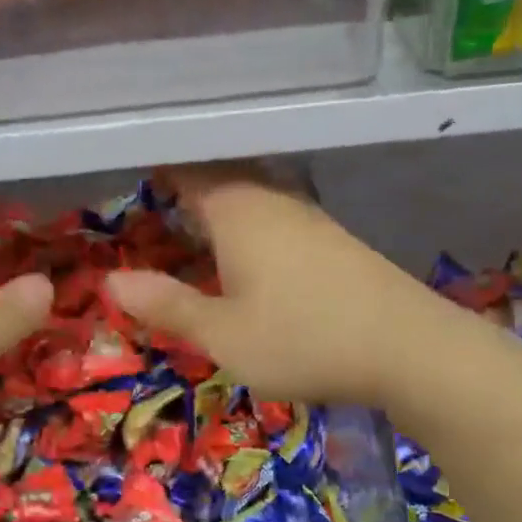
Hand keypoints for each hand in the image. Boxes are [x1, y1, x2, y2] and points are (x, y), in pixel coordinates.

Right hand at [105, 166, 434, 408]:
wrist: (410, 349)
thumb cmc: (303, 339)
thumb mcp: (223, 335)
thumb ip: (168, 305)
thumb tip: (111, 281)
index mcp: (238, 211)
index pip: (188, 172)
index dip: (158, 173)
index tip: (130, 179)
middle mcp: (274, 201)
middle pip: (222, 179)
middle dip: (187, 189)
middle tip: (154, 206)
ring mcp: (310, 219)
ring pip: (253, 199)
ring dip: (221, 209)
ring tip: (192, 230)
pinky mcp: (335, 242)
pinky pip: (276, 220)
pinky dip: (250, 229)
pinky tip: (250, 258)